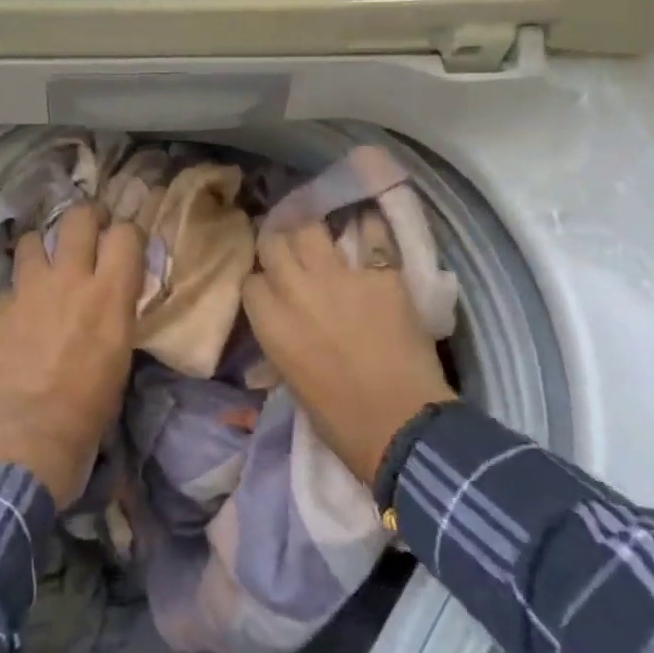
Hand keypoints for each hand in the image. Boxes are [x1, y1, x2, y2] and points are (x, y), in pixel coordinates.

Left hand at [0, 204, 144, 505]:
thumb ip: (116, 311)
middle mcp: (69, 279)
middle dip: (86, 217)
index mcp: (109, 293)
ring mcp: (28, 290)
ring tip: (46, 265)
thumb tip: (112, 294)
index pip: (126, 233)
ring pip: (33, 240)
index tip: (125, 244)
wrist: (29, 438)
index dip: (128, 234)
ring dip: (43, 248)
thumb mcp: (121, 354)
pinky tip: (20, 312)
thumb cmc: (89, 407)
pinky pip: (10, 285)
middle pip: (78, 217)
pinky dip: (18, 292)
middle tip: (88, 231)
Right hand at [242, 219, 454, 485]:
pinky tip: (368, 229)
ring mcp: (338, 276)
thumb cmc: (340, 420)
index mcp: (270, 322)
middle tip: (292, 256)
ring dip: (312, 234)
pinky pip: (370, 235)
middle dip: (279, 247)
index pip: (251, 280)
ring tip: (323, 242)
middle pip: (273, 243)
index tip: (272, 288)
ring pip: (310, 228)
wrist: (402, 424)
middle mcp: (295, 289)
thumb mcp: (291, 380)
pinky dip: (368, 229)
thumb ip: (280, 341)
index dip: (262, 282)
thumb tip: (280, 326)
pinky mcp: (379, 273)